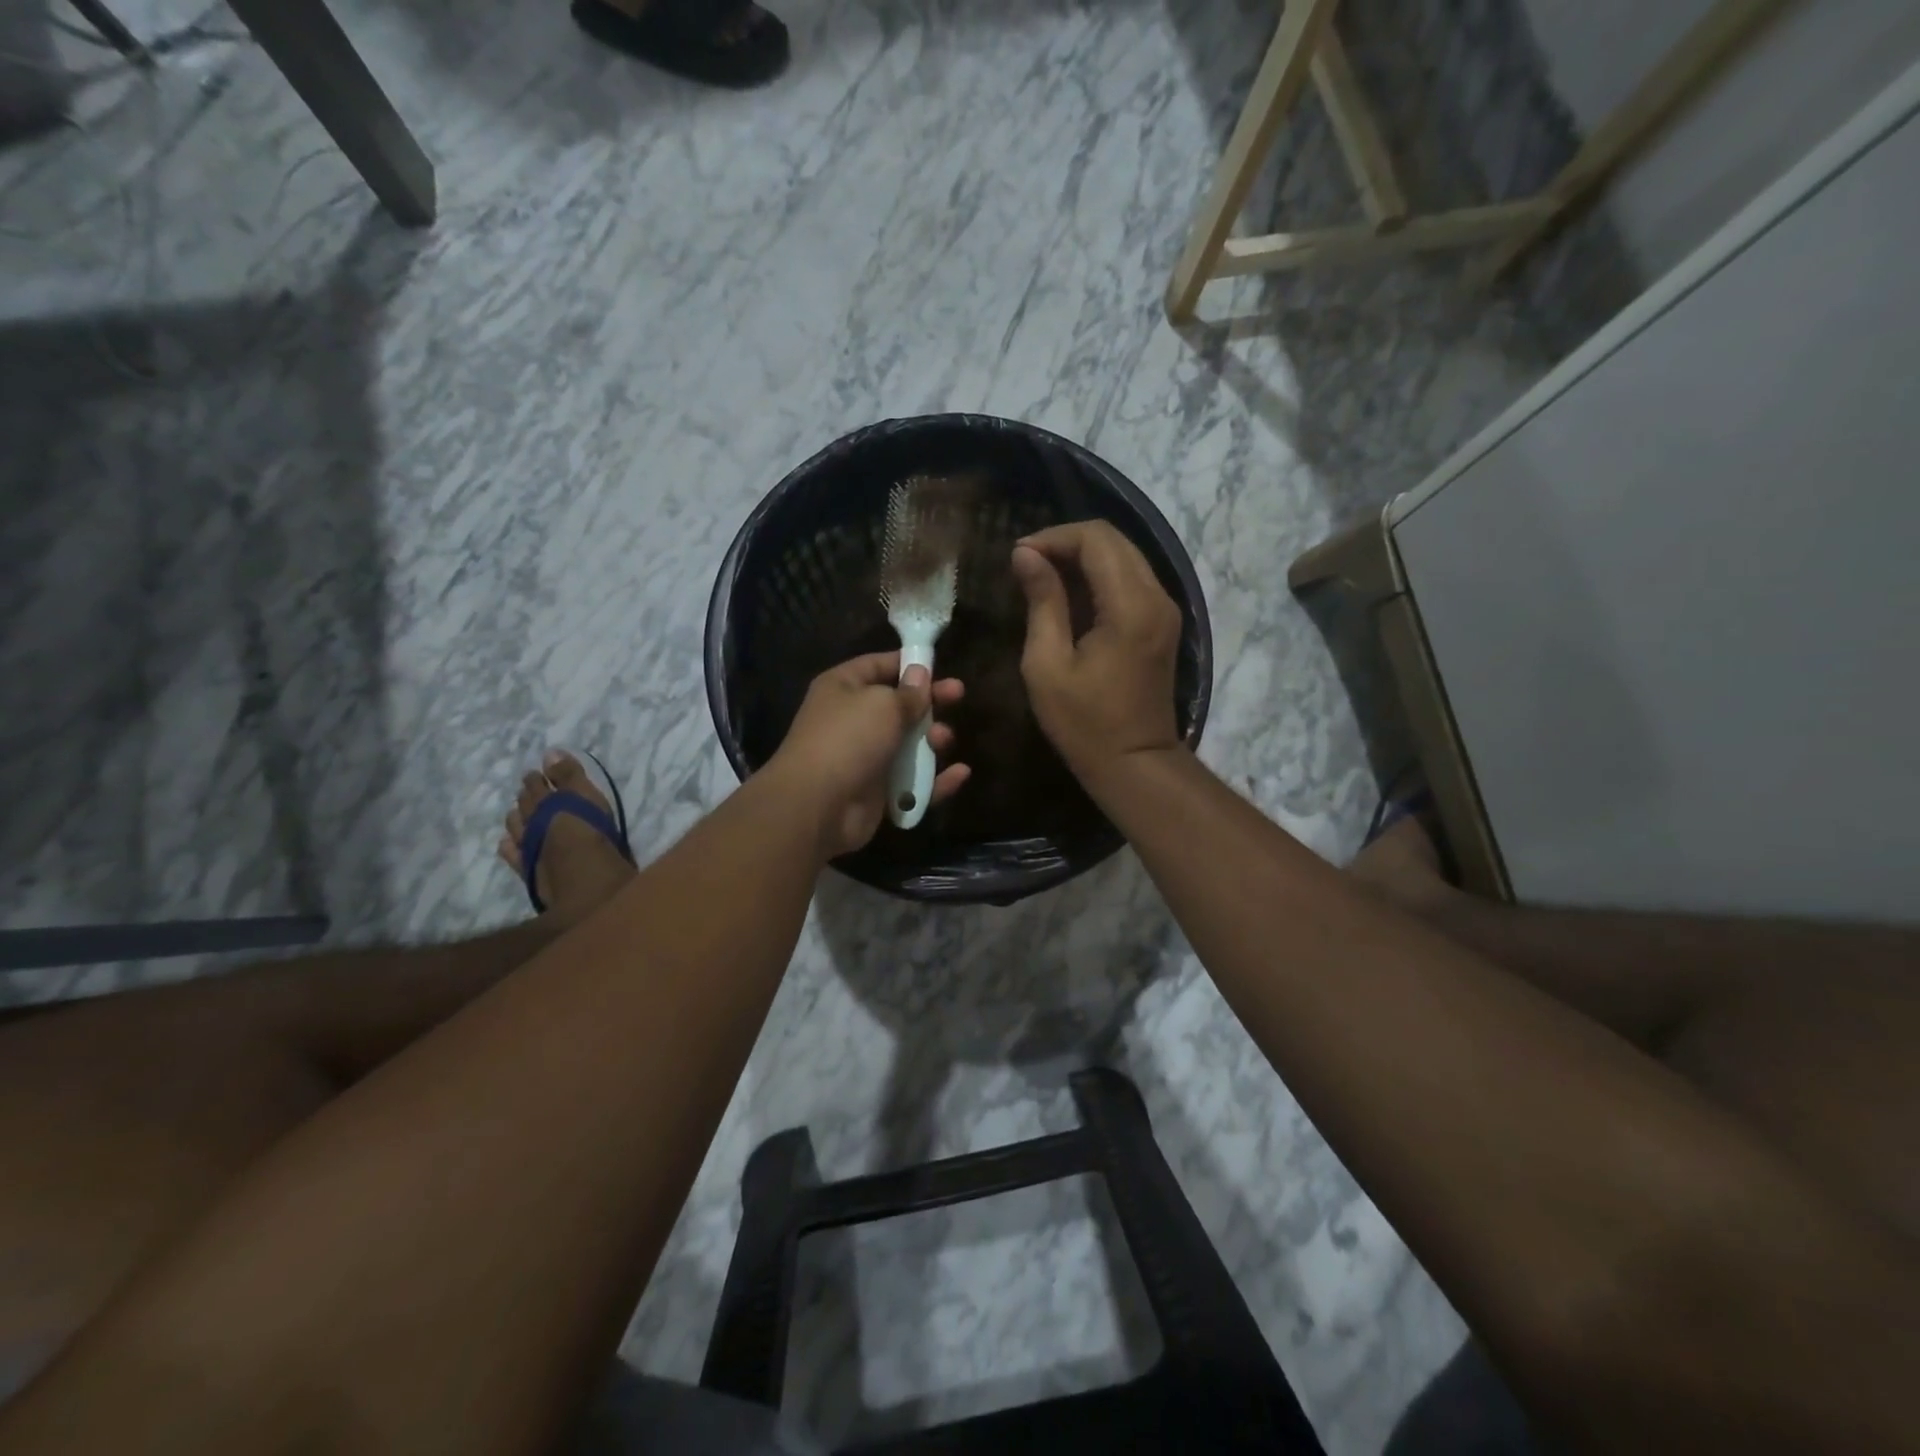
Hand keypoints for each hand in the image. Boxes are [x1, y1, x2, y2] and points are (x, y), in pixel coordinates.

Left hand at [768, 651, 969, 858]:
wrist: (817, 804)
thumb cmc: (849, 738)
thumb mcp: (883, 704)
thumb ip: (909, 693)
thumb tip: (920, 675)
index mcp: (844, 688)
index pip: (878, 666)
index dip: (907, 664)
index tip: (938, 666)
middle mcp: (853, 720)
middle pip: (899, 706)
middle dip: (929, 702)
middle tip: (958, 695)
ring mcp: (866, 758)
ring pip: (909, 745)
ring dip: (933, 740)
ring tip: (942, 740)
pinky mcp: (878, 792)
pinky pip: (913, 783)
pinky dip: (936, 780)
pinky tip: (960, 774)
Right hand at [1012, 520, 1182, 783]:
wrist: (1135, 762)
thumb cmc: (1084, 723)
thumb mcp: (1047, 665)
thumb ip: (1041, 602)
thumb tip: (1025, 555)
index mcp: (1130, 607)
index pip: (1096, 539)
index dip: (1054, 537)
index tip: (1019, 557)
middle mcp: (1156, 597)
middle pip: (1114, 540)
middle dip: (1067, 542)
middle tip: (1027, 564)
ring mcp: (1164, 609)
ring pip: (1124, 556)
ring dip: (1082, 558)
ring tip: (1042, 577)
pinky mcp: (1162, 623)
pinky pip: (1131, 580)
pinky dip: (1098, 577)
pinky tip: (1069, 596)